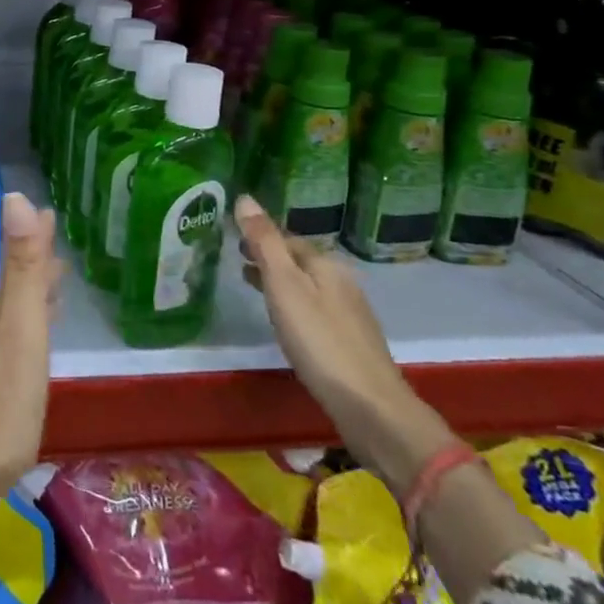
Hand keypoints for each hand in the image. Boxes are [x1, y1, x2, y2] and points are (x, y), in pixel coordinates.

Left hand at [0, 190, 62, 526]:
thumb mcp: (20, 331)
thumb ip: (23, 269)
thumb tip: (16, 195)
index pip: (19, 262)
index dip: (35, 237)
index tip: (49, 212)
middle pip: (15, 288)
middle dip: (36, 266)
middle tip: (59, 250)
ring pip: (13, 318)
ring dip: (32, 299)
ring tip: (53, 292)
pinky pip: (12, 348)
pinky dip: (28, 335)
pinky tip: (29, 353)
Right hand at [235, 194, 449, 491]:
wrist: (370, 406)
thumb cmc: (319, 340)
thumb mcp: (284, 286)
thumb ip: (265, 242)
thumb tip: (245, 197)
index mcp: (325, 264)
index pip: (287, 237)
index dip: (260, 235)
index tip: (233, 236)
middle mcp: (341, 281)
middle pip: (299, 260)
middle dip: (270, 256)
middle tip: (237, 257)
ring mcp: (349, 313)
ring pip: (307, 285)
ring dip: (279, 279)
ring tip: (251, 284)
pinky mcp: (350, 341)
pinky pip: (314, 308)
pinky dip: (293, 302)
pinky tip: (285, 320)